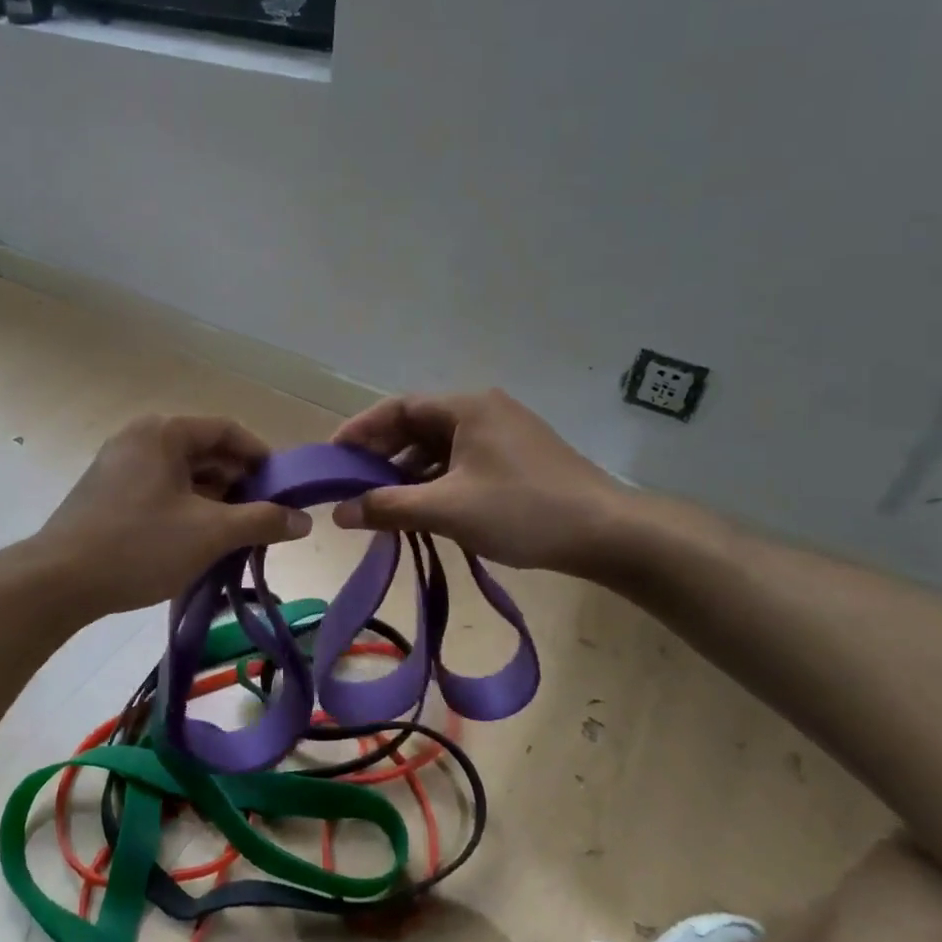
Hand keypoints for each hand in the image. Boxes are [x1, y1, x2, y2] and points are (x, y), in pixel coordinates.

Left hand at [36, 414, 310, 616]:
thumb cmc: (139, 546)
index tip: (284, 488)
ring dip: (214, 499)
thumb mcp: (210, 533)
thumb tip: (305, 521)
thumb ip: (262, 521)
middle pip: (204, 451)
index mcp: (163, 432)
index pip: (226, 430)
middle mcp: (140, 438)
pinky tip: (200, 540)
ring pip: (182, 474)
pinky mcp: (107, 493)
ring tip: (238, 533)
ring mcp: (119, 465)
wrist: (56, 582)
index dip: (261, 456)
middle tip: (265, 516)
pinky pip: (161, 490)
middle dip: (239, 482)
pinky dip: (187, 508)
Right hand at [331, 389, 635, 575]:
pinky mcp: (516, 459)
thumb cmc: (523, 511)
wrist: (609, 534)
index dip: (360, 431)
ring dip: (408, 473)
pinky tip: (423, 510)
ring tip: (381, 503)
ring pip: (439, 447)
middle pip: (417, 426)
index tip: (332, 458)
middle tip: (351, 485)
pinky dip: (436, 482)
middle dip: (382, 455)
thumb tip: (338, 513)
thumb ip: (388, 508)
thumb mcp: (448, 509)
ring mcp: (503, 434)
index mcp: (466, 407)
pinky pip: (461, 462)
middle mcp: (483, 410)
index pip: (397, 408)